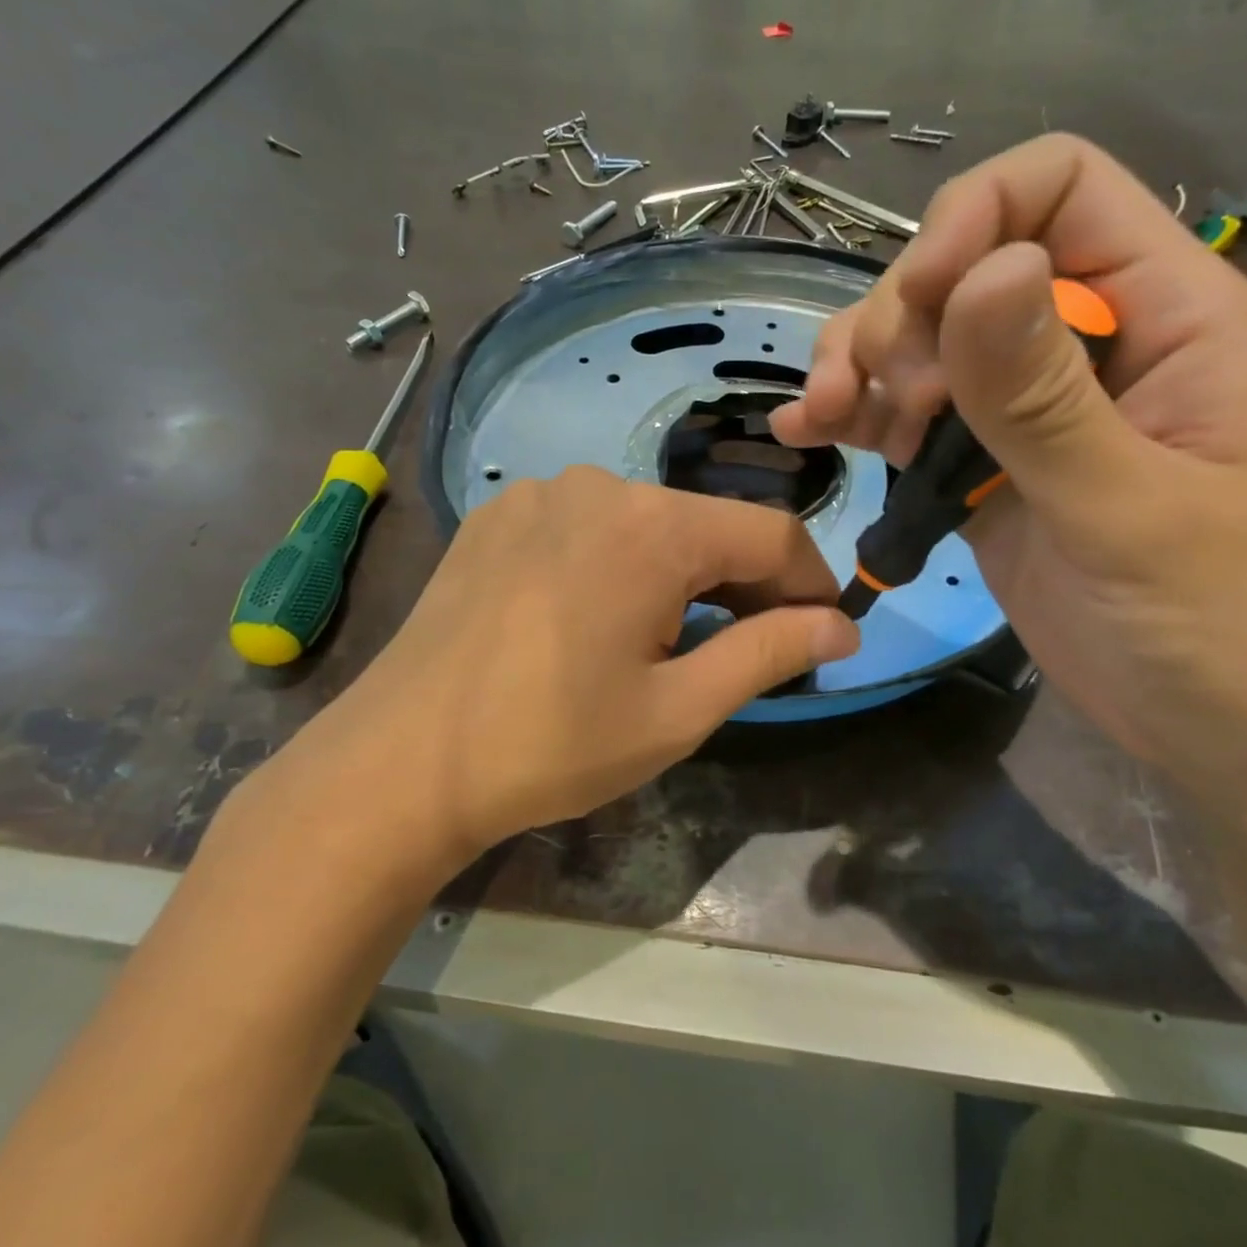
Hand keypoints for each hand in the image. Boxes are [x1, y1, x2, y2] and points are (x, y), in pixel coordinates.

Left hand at [267, 468, 858, 861]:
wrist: (402, 761)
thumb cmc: (552, 744)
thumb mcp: (678, 710)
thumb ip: (769, 652)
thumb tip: (844, 626)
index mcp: (653, 526)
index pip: (771, 534)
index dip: (810, 582)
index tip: (821, 633)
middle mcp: (600, 485)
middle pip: (707, 525)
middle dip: (745, 582)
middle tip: (750, 649)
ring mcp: (540, 493)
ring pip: (647, 524)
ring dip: (680, 573)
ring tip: (668, 639)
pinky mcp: (498, 515)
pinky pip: (587, 526)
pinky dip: (618, 562)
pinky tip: (594, 617)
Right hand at [771, 135, 1246, 806]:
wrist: (1215, 732)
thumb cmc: (1217, 624)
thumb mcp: (1130, 509)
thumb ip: (1046, 397)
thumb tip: (984, 273)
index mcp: (1164, 314)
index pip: (1058, 189)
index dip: (975, 218)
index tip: (923, 304)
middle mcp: (1086, 340)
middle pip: (964, 261)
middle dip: (902, 316)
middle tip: (888, 405)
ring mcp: (1026, 406)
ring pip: (921, 336)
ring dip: (859, 363)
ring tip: (824, 418)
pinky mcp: (981, 465)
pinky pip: (905, 412)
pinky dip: (852, 415)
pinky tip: (807, 432)